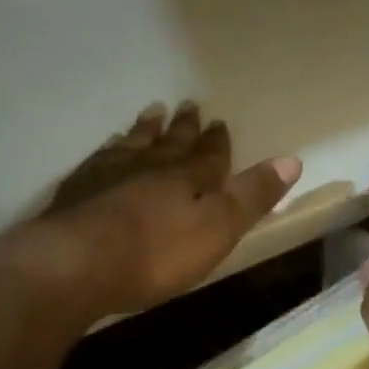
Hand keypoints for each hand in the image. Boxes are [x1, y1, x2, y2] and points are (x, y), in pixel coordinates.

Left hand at [0, 102, 301, 318]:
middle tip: (188, 105)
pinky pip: (100, 159)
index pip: (209, 154)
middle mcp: (150, 166)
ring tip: (152, 112)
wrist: (76, 262)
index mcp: (188, 177)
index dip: (216, 141)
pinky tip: (107, 149)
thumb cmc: (156, 252)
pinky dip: (109, 150)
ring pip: (134, 144)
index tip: (219, 122)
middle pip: (171, 143)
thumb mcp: (217, 228)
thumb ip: (252, 195)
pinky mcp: (77, 190)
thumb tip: (292, 159)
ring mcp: (109, 174)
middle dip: (183, 128)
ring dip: (146, 130)